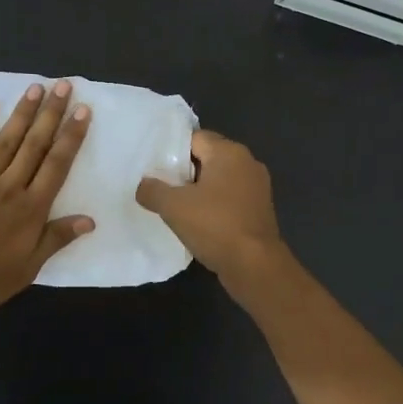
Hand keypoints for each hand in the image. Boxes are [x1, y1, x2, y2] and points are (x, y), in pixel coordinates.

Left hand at [0, 81, 93, 315]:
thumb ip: (56, 239)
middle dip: (50, 115)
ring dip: (21, 114)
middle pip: (34, 145)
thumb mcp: (28, 268)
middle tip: (63, 86)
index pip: (56, 165)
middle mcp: (9, 187)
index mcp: (31, 209)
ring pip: (5, 141)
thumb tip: (88, 220)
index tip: (82, 112)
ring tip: (34, 88)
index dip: (71, 137)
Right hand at [136, 130, 283, 278]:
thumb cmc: (215, 226)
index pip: (195, 138)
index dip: (172, 151)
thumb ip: (152, 190)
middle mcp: (248, 163)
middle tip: (161, 186)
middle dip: (184, 171)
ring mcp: (257, 187)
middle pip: (208, 158)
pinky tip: (198, 222)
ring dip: (199, 191)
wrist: (254, 265)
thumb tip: (143, 185)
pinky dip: (214, 206)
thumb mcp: (173, 207)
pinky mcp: (259, 210)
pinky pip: (230, 199)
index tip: (154, 167)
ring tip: (176, 206)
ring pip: (219, 180)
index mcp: (230, 153)